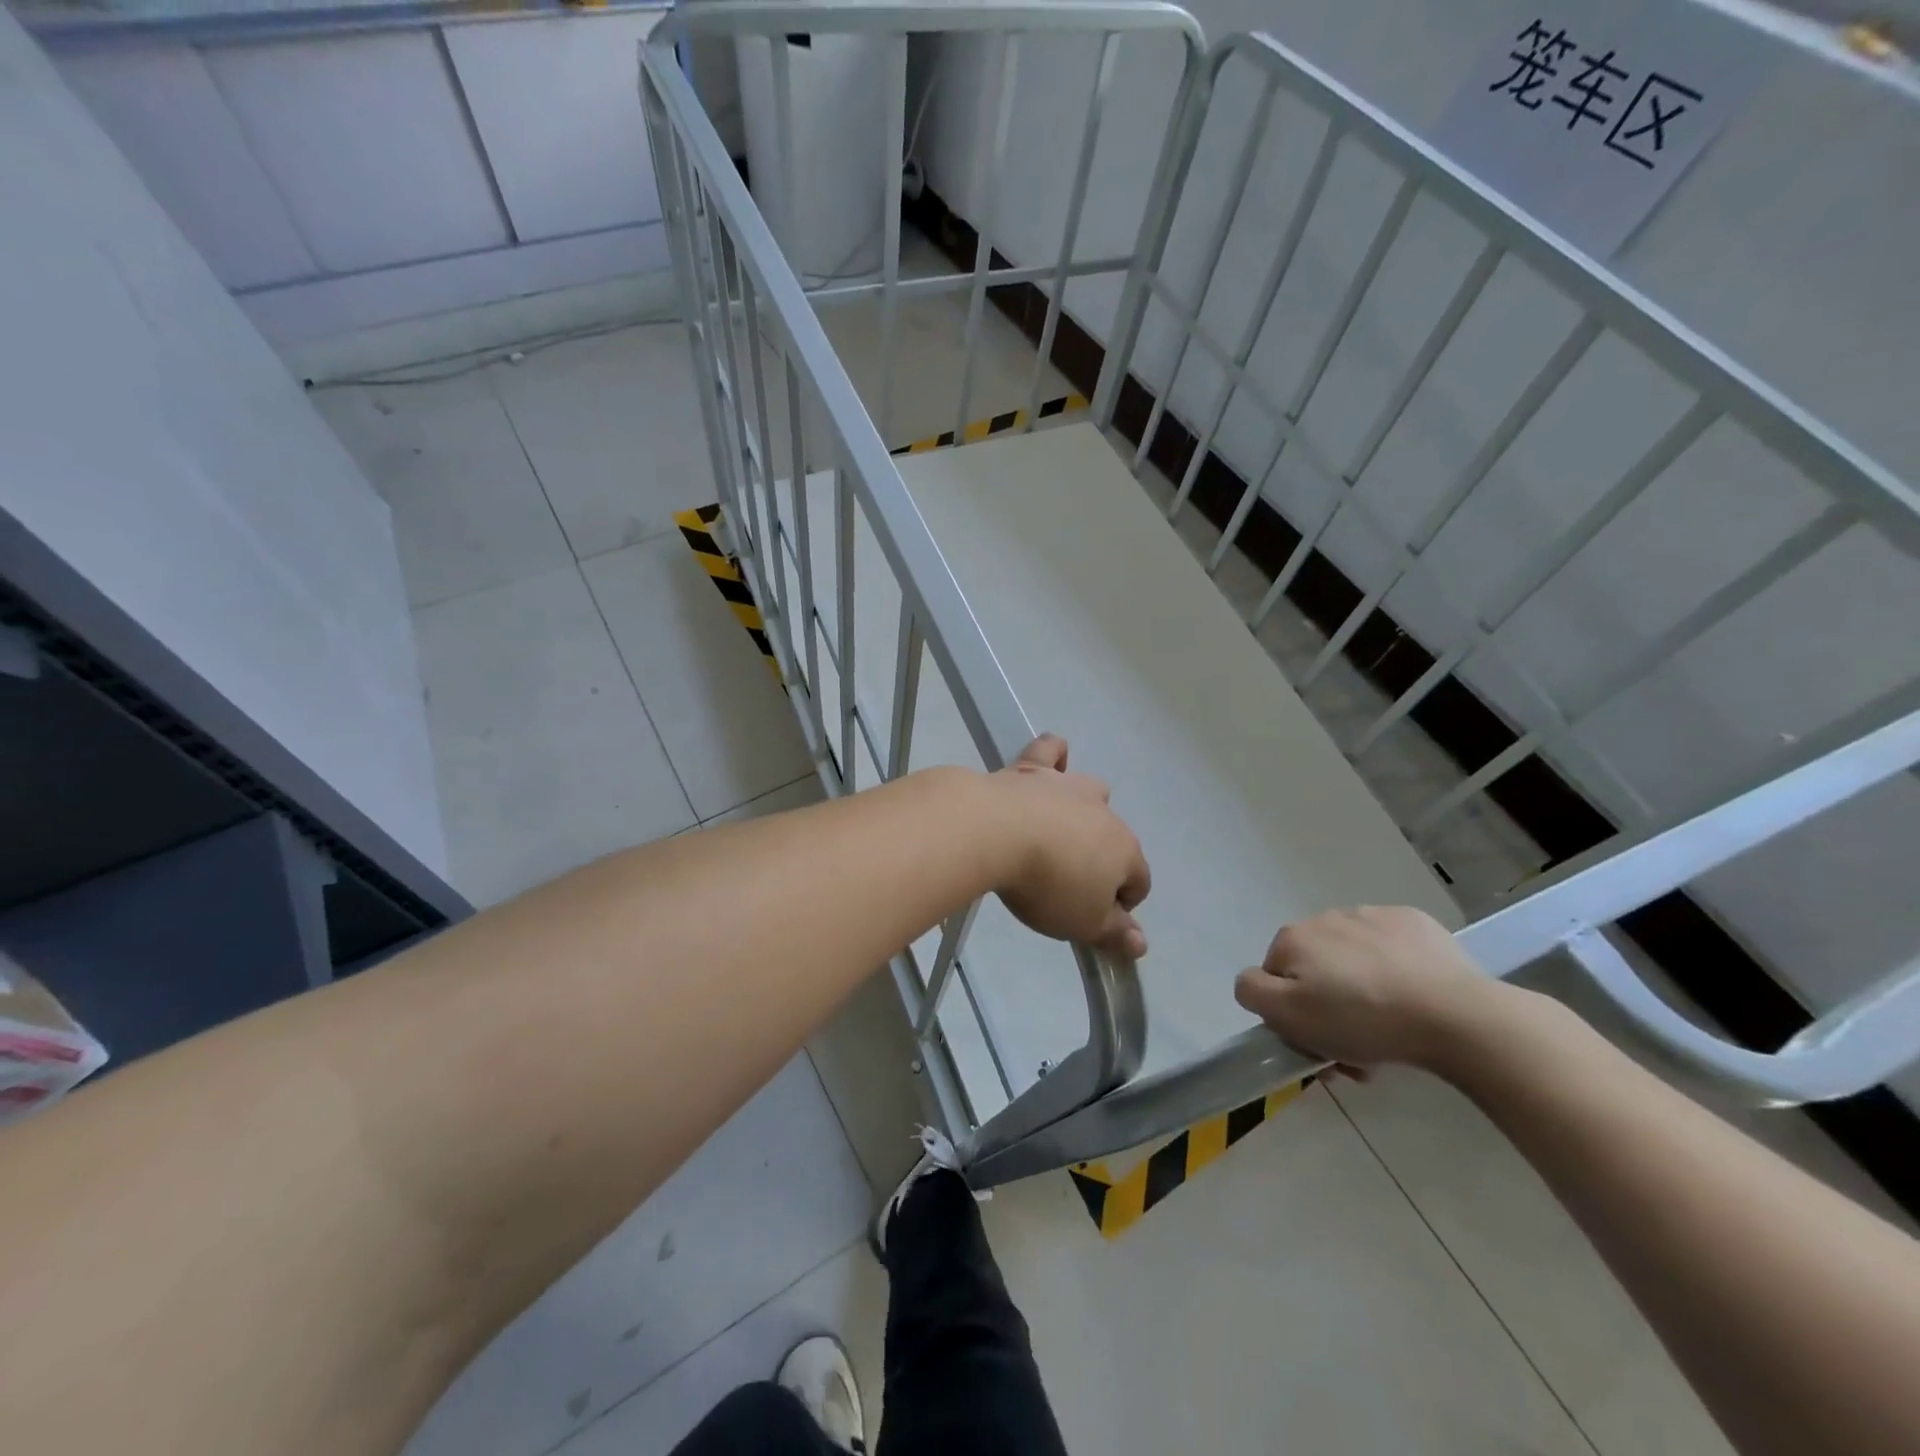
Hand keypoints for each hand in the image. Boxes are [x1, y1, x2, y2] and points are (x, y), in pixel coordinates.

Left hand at [984, 735, 1150, 958]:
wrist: (996, 832)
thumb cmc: (1046, 884)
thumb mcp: (1082, 923)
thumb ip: (1114, 933)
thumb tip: (1141, 944)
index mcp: (1124, 850)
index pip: (1138, 880)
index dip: (1122, 904)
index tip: (1093, 919)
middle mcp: (1103, 811)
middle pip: (1114, 837)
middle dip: (1101, 858)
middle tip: (1067, 882)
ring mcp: (1067, 785)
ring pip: (1091, 791)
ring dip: (1084, 810)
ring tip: (1059, 832)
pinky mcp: (1031, 768)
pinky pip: (1051, 751)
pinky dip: (1054, 755)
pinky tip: (1051, 762)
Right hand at [1232, 906, 1499, 1070]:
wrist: (1455, 1015)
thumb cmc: (1363, 1019)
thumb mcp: (1289, 1016)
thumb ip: (1252, 991)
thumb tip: (1253, 981)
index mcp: (1293, 938)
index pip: (1274, 978)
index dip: (1292, 1014)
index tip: (1319, 1043)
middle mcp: (1326, 917)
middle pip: (1315, 969)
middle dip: (1329, 1006)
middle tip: (1356, 1048)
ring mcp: (1372, 915)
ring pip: (1352, 960)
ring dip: (1360, 989)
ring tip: (1390, 1026)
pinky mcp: (1415, 923)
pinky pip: (1391, 950)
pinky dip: (1394, 971)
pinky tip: (1414, 997)